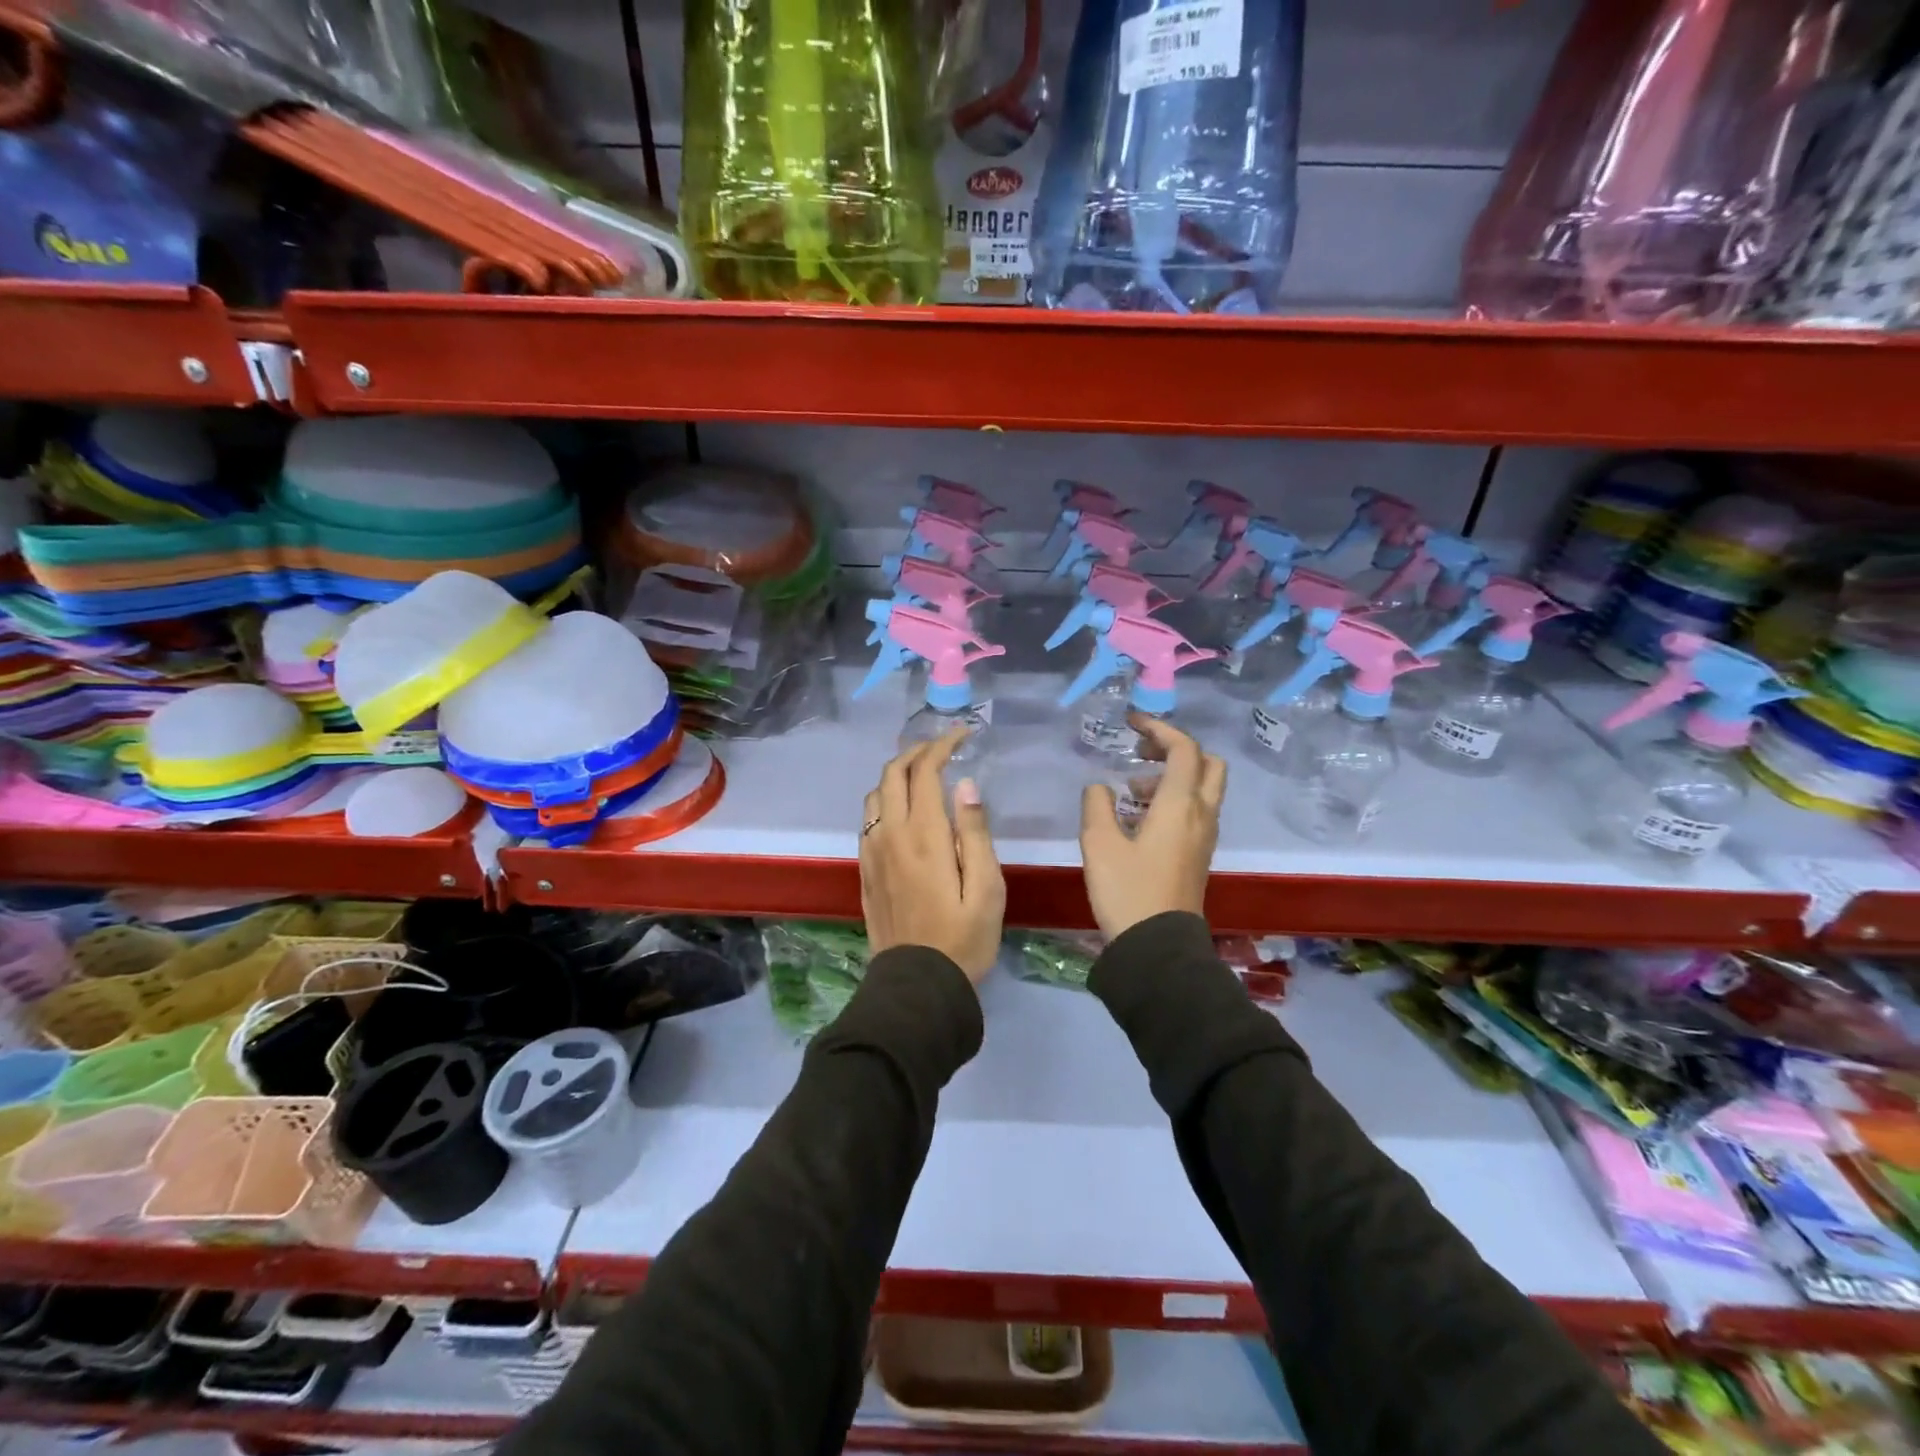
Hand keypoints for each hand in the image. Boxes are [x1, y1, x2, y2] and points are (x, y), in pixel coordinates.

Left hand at [859, 729, 1005, 982]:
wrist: (917, 986)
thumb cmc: (963, 939)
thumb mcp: (987, 889)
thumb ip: (975, 833)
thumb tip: (965, 785)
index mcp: (924, 836)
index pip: (925, 771)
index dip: (942, 745)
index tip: (963, 734)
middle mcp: (890, 835)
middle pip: (892, 774)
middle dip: (917, 751)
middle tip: (943, 747)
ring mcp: (872, 852)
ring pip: (875, 794)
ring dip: (897, 775)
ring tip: (923, 774)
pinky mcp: (864, 870)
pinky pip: (867, 819)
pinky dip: (884, 800)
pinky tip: (902, 810)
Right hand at [1079, 714, 1224, 939]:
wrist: (1157, 947)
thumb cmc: (1127, 891)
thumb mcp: (1099, 844)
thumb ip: (1097, 805)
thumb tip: (1101, 788)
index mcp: (1180, 805)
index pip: (1184, 749)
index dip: (1159, 728)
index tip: (1131, 723)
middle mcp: (1201, 814)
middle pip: (1208, 764)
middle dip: (1176, 749)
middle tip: (1143, 753)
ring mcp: (1204, 836)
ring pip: (1203, 788)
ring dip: (1172, 777)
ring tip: (1130, 791)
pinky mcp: (1199, 855)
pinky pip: (1195, 811)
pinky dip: (1173, 800)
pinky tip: (1139, 819)